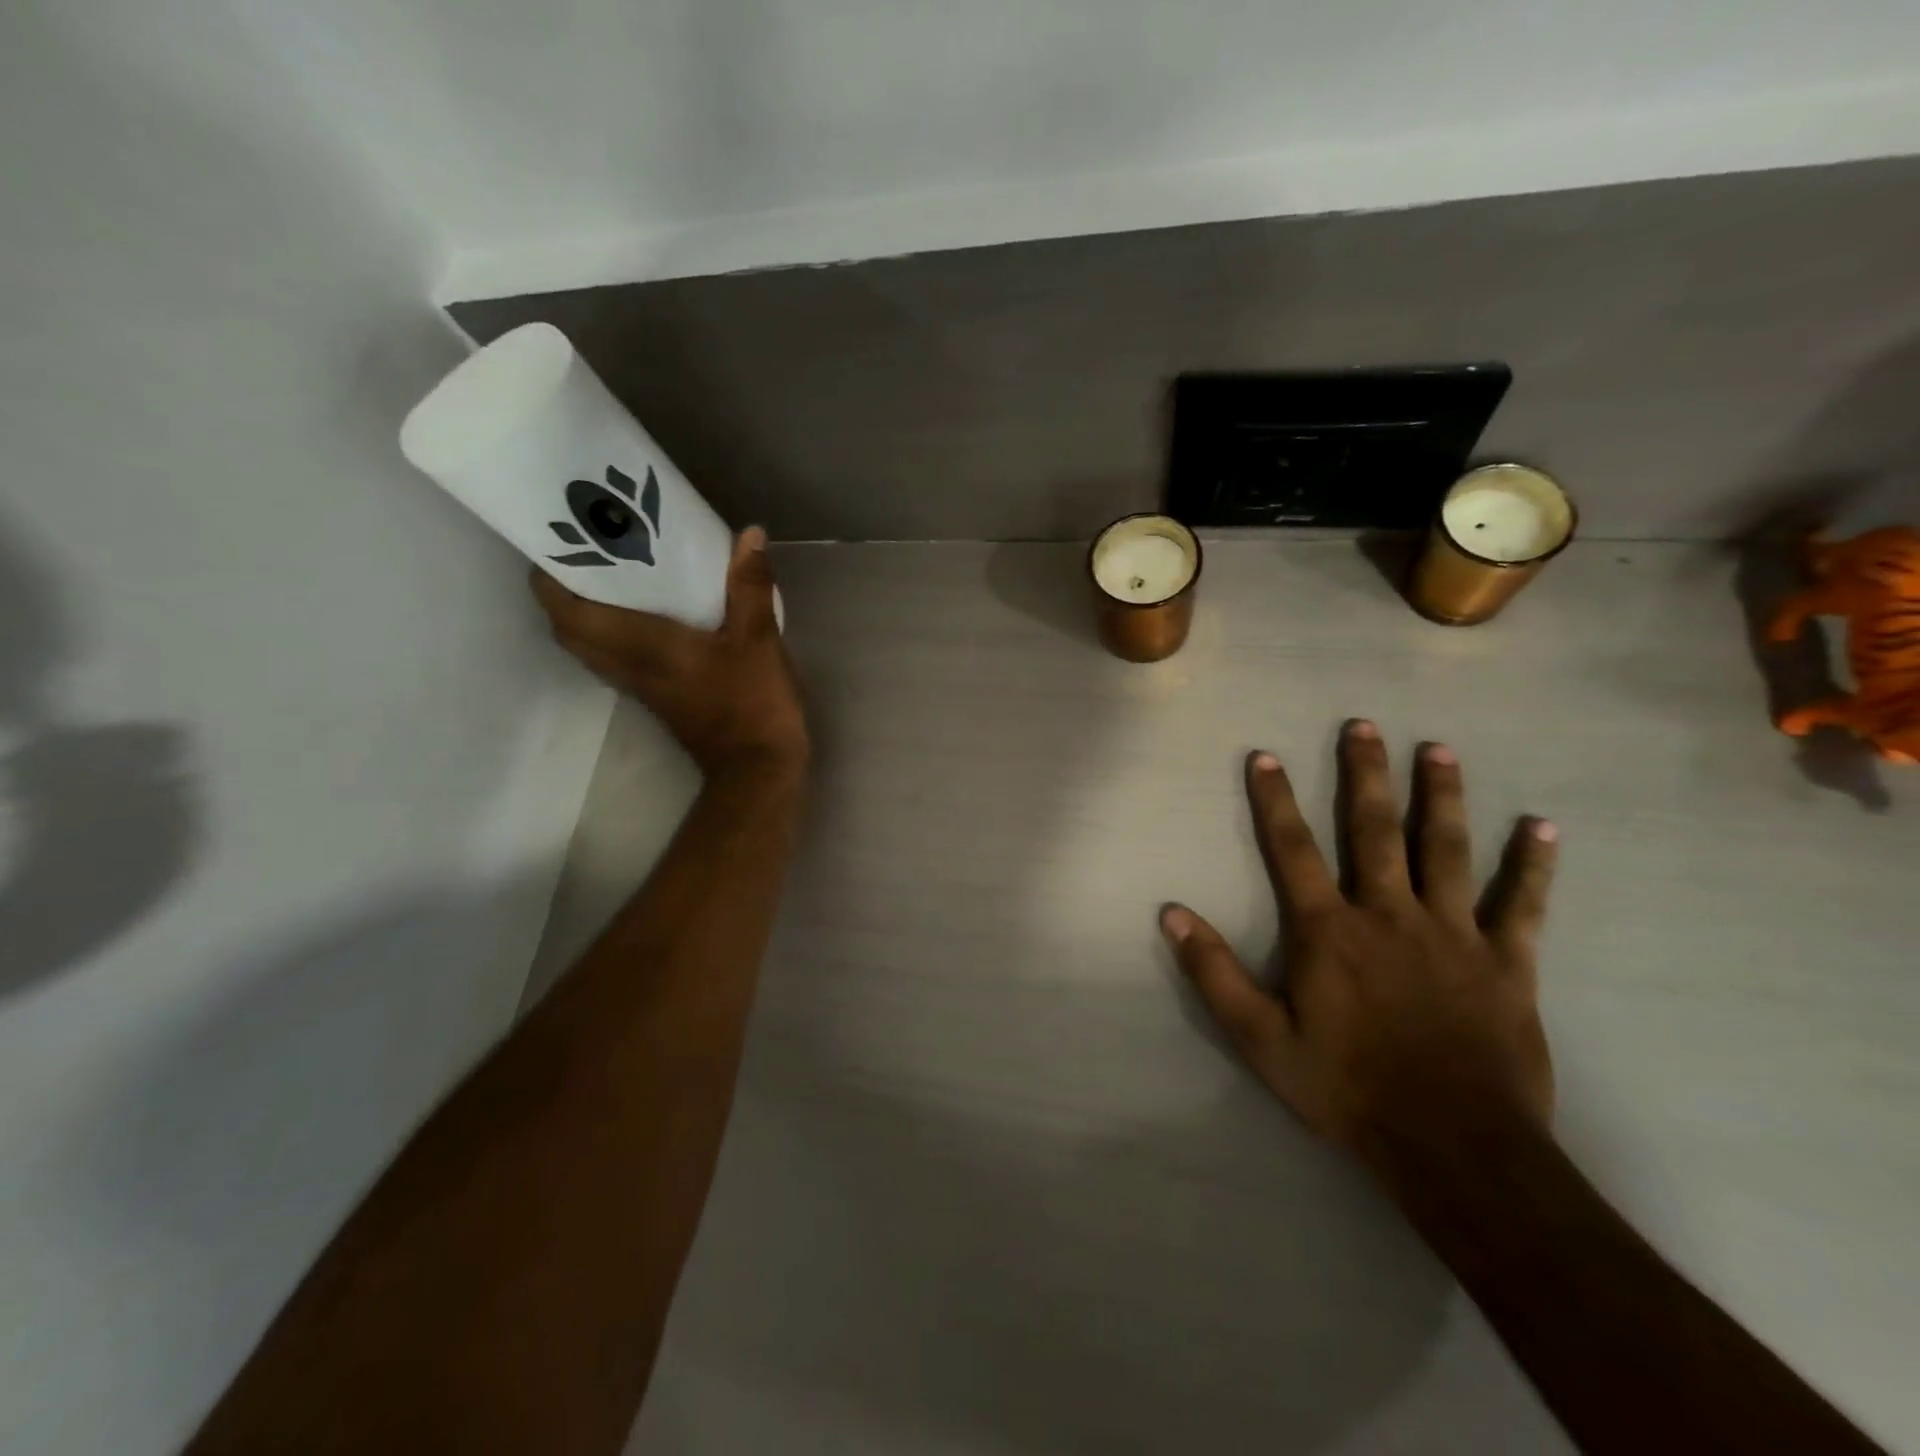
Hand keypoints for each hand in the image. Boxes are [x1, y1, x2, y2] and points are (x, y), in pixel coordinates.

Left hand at [531, 527, 808, 780]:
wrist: (757, 768)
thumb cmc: (753, 703)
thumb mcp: (759, 641)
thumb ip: (750, 587)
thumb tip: (750, 534)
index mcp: (642, 646)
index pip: (569, 612)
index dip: (550, 578)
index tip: (557, 540)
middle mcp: (628, 665)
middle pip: (568, 628)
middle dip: (563, 590)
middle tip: (586, 554)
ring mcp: (639, 685)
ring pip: (589, 646)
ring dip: (585, 612)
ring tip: (610, 576)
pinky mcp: (656, 697)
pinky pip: (614, 657)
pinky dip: (613, 631)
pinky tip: (646, 612)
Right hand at [1162, 720, 1557, 1169]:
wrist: (1453, 1149)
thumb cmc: (1348, 1090)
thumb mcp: (1261, 1040)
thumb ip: (1215, 974)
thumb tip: (1171, 913)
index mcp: (1329, 932)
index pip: (1293, 850)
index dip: (1275, 800)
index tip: (1266, 756)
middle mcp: (1388, 915)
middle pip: (1374, 831)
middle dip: (1365, 775)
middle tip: (1363, 725)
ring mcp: (1453, 934)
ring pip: (1445, 850)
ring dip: (1440, 797)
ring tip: (1438, 749)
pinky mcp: (1506, 962)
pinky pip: (1523, 905)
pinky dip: (1533, 865)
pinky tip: (1542, 827)